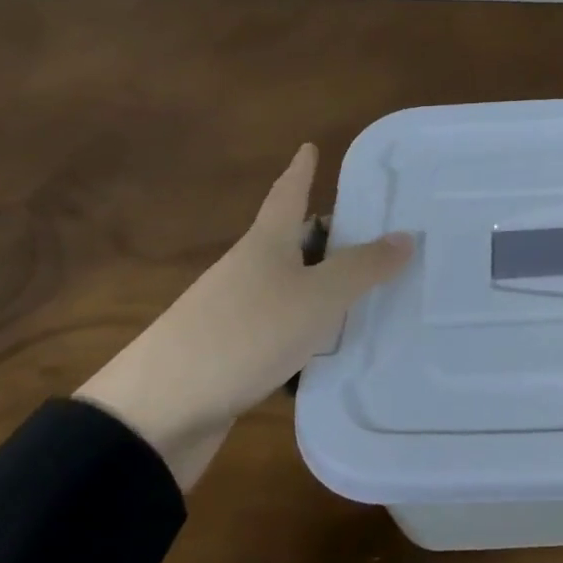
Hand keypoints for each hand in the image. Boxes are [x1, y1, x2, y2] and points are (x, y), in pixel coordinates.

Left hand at [76, 145, 412, 490]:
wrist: (157, 415)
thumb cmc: (245, 334)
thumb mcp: (317, 298)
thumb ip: (364, 268)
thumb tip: (405, 235)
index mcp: (265, 244)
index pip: (288, 193)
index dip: (301, 170)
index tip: (309, 147)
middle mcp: (247, 271)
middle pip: (290, 241)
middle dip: (325, 234)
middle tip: (371, 230)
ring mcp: (232, 314)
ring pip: (287, 287)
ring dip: (319, 286)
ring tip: (366, 292)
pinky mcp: (227, 356)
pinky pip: (279, 329)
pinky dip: (306, 330)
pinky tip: (330, 348)